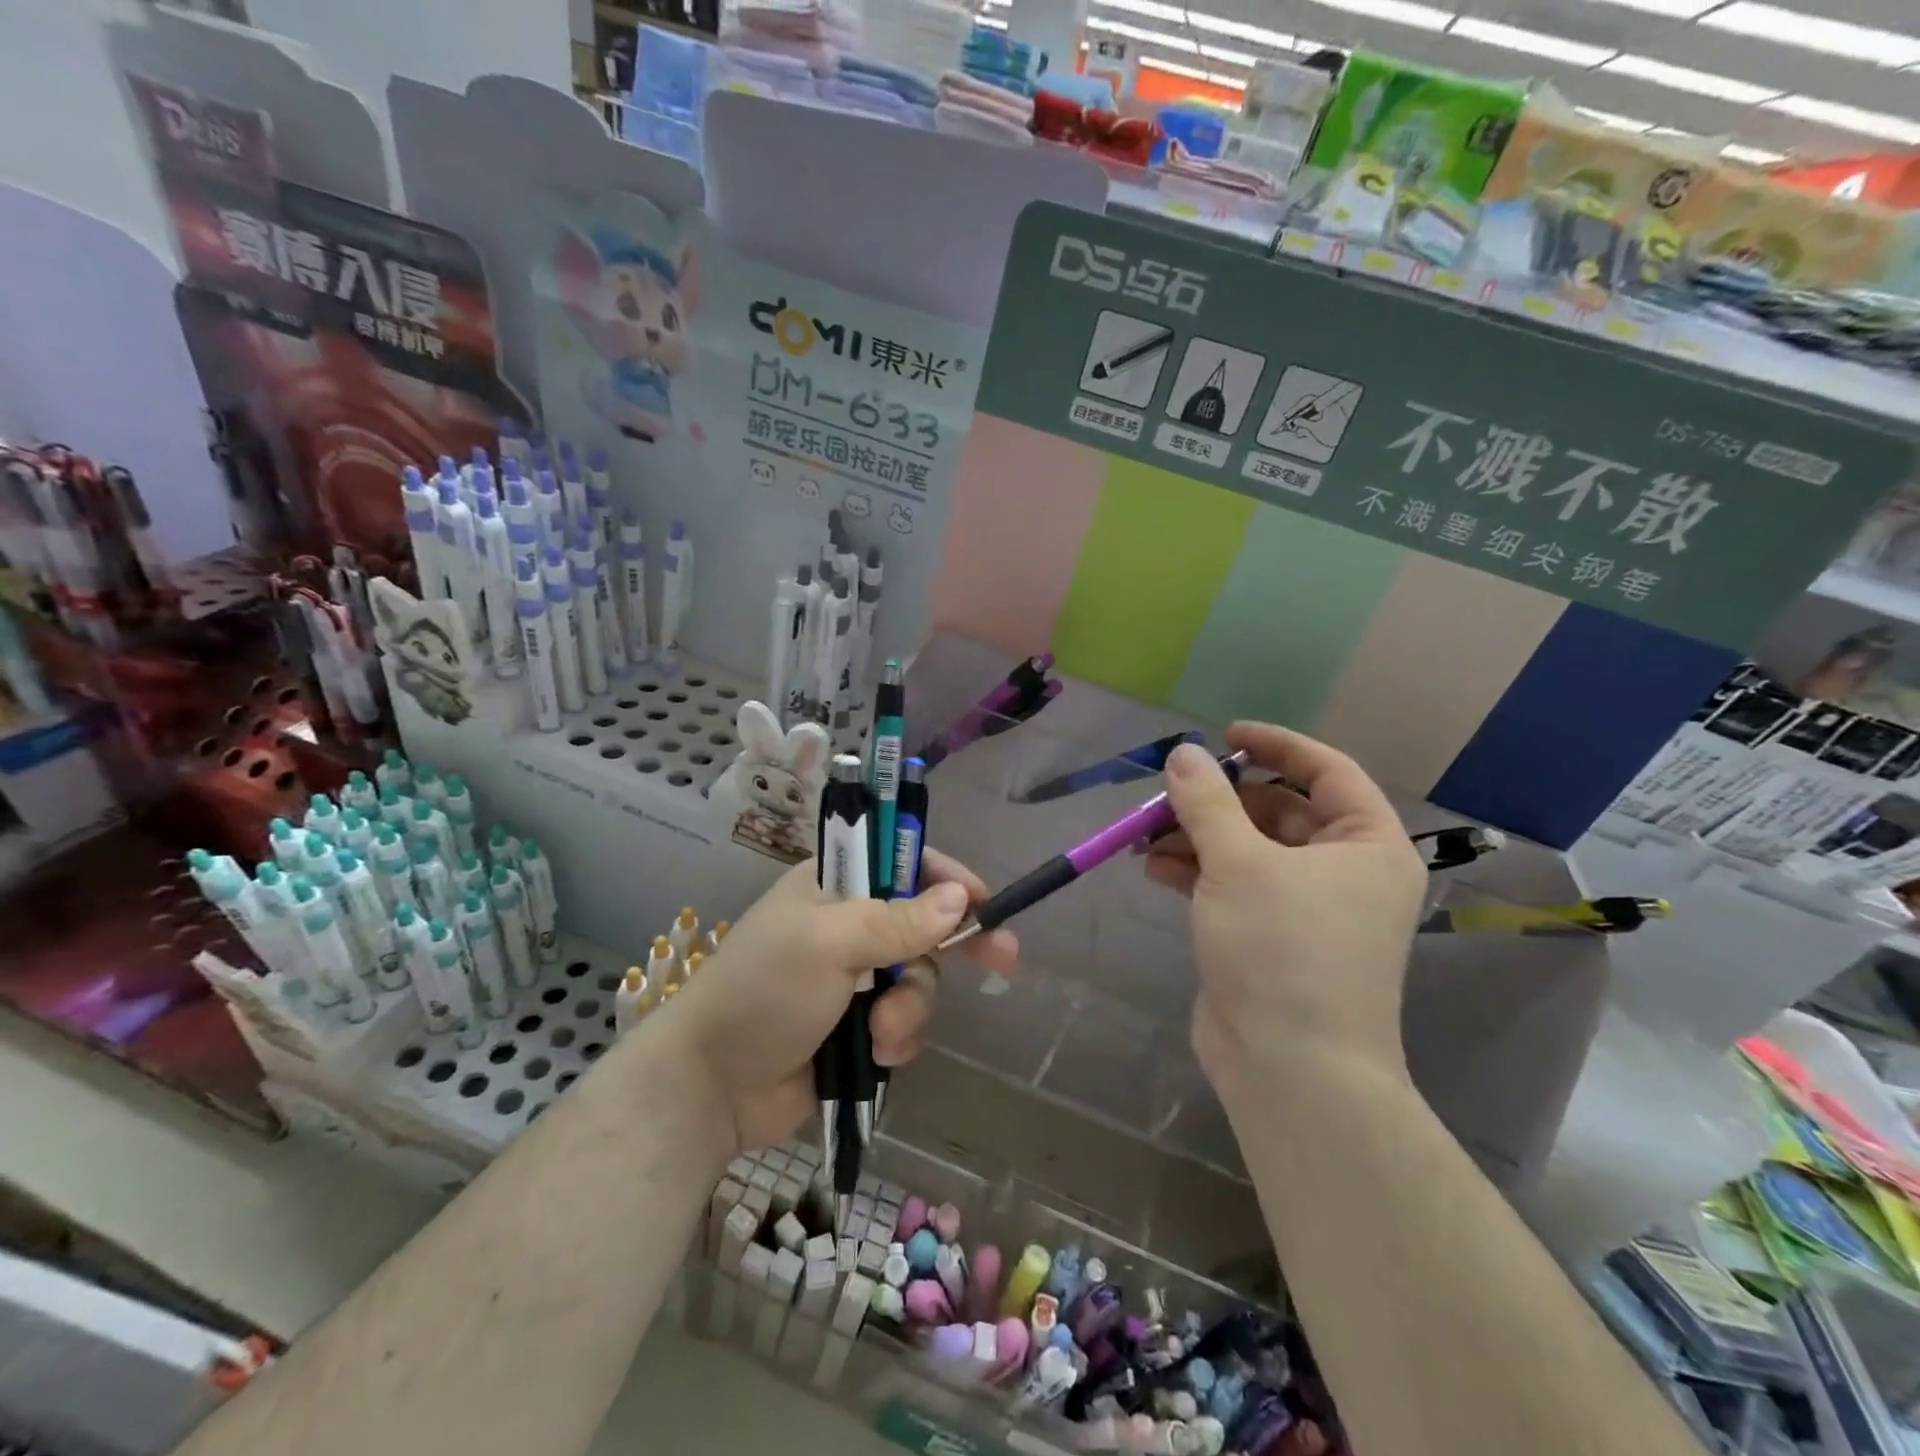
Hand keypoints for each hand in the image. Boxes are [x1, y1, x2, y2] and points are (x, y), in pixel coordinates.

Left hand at [658, 850, 1018, 1153]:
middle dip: (954, 946)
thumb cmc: (763, 991)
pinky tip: (875, 1052)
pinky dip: (898, 1037)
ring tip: (880, 1030)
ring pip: (921, 979)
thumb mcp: (828, 943)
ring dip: (910, 1007)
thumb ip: (895, 921)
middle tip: (1005, 958)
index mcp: (834, 886)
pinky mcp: (860, 1026)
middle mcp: (850, 924)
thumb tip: (959, 898)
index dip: (945, 877)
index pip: (902, 861)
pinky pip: (906, 1021)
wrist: (712, 1085)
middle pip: (924, 922)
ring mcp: (857, 978)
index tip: (981, 900)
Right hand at [1146, 724, 1426, 1097]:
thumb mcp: (1238, 863)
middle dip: (1217, 800)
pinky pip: (1232, 884)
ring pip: (1247, 849)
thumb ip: (1206, 801)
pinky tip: (1154, 868)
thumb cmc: (1282, 950)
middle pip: (1276, 810)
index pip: (1326, 770)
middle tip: (1168, 794)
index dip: (1276, 745)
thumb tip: (1182, 753)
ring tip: (1146, 836)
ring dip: (1197, 836)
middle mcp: (1343, 871)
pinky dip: (1196, 871)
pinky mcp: (1268, 935)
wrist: (1290, 1068)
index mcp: (1365, 845)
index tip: (1224, 735)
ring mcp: (1304, 907)